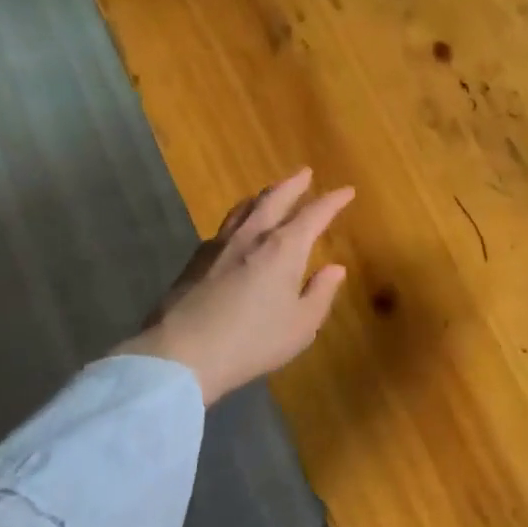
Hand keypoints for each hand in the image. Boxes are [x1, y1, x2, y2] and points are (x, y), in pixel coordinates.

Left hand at [127, 167, 353, 404]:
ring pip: (245, 207)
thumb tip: (335, 268)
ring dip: (263, 195)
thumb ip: (320, 293)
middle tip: (305, 173)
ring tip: (270, 193)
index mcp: (284, 248)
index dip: (332, 201)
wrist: (180, 353)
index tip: (346, 191)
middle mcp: (253, 235)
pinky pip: (225, 226)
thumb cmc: (251, 341)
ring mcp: (220, 244)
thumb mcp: (300, 326)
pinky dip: (240, 218)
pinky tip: (237, 229)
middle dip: (293, 184)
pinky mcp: (196, 259)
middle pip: (275, 198)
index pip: (314, 214)